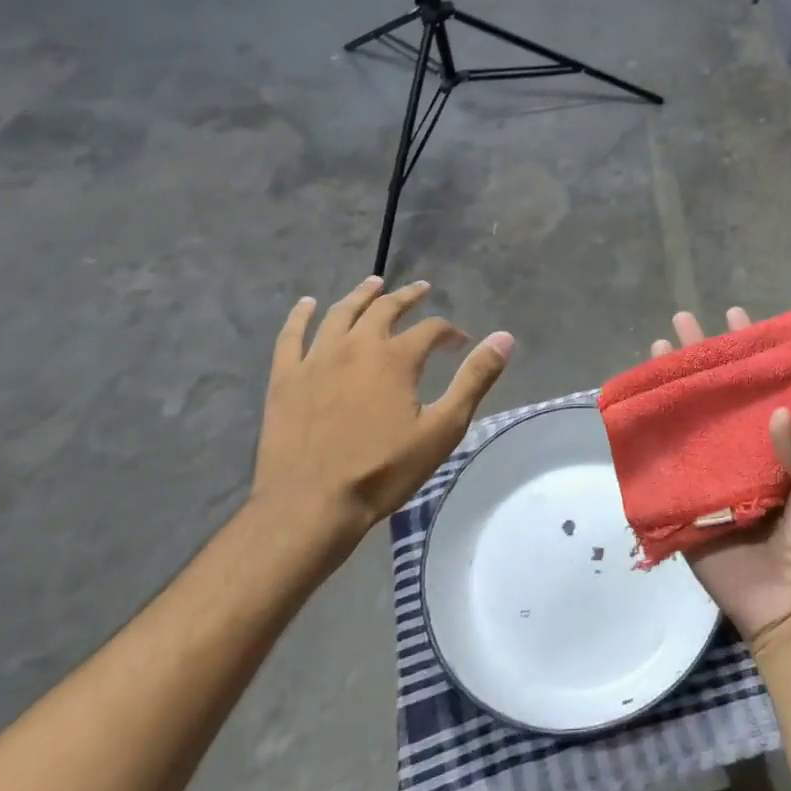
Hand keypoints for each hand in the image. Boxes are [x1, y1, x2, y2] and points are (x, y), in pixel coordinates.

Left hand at [253, 277, 513, 552]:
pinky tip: (307, 305)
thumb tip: (504, 337)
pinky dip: (300, 316)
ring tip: (373, 283)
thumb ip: (474, 379)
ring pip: (340, 313)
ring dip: (361, 295)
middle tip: (421, 289)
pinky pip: (291, 336)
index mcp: (396, 357)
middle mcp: (356, 346)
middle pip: (385, 309)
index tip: (460, 343)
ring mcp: (316, 359)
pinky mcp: (285, 378)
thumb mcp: (442, 429)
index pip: (431, 329)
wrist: (310, 507)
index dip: (450, 332)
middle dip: (407, 297)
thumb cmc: (383, 471)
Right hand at [651, 309, 790, 651]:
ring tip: (657, 350)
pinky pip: (666, 464)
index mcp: (775, 442)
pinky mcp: (686, 499)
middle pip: (717, 392)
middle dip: (701, 355)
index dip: (748, 350)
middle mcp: (740, 447)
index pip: (760, 384)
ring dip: (673, 385)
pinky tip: (639, 410)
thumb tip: (775, 413)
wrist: (789, 607)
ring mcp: (711, 471)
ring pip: (689, 418)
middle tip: (682, 320)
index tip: (735, 315)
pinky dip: (652, 437)